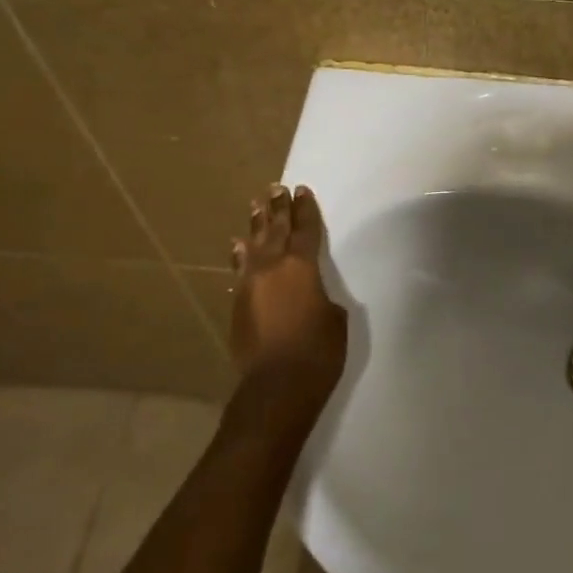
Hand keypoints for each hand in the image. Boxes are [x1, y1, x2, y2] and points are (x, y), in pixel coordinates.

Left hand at [229, 184, 347, 409]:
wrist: (277, 385)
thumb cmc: (319, 350)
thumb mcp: (335, 317)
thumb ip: (321, 295)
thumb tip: (309, 292)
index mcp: (302, 266)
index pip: (305, 229)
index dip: (305, 209)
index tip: (301, 190)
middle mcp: (272, 268)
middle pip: (275, 230)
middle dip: (278, 209)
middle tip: (276, 188)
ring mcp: (249, 285)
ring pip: (253, 246)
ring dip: (256, 225)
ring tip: (257, 205)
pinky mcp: (237, 304)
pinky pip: (239, 270)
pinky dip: (239, 255)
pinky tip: (237, 246)